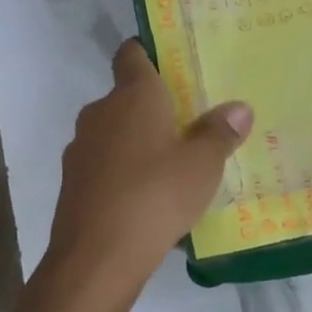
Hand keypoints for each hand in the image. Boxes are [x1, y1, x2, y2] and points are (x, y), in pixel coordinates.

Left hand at [45, 40, 253, 293]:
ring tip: (172, 167)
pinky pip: (105, 167)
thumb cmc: (156, 195)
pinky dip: (123, 174)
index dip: (149, 52)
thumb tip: (238, 108)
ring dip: (138, 144)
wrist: (96, 258)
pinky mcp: (73, 184)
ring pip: (114, 134)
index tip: (171, 63)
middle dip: (153, 108)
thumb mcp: (203, 165)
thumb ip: (219, 133)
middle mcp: (100, 113)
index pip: (132, 54)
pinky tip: (148, 200)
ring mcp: (81, 149)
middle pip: (126, 98)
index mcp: (132, 96)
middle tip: (188, 125)